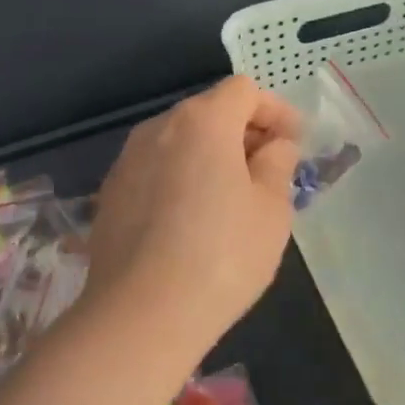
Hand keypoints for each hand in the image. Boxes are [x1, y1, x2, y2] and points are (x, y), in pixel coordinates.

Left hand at [78, 77, 300, 362]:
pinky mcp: (111, 193)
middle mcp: (158, 128)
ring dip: (210, 155)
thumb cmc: (222, 256)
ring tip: (232, 199)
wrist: (141, 313)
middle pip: (209, 111)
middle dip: (243, 132)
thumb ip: (278, 163)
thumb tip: (274, 145)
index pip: (244, 91)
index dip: (275, 110)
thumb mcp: (271, 210)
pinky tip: (191, 221)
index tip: (294, 143)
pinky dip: (180, 178)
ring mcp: (127, 160)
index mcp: (202, 121)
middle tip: (269, 172)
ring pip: (180, 141)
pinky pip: (156, 169)